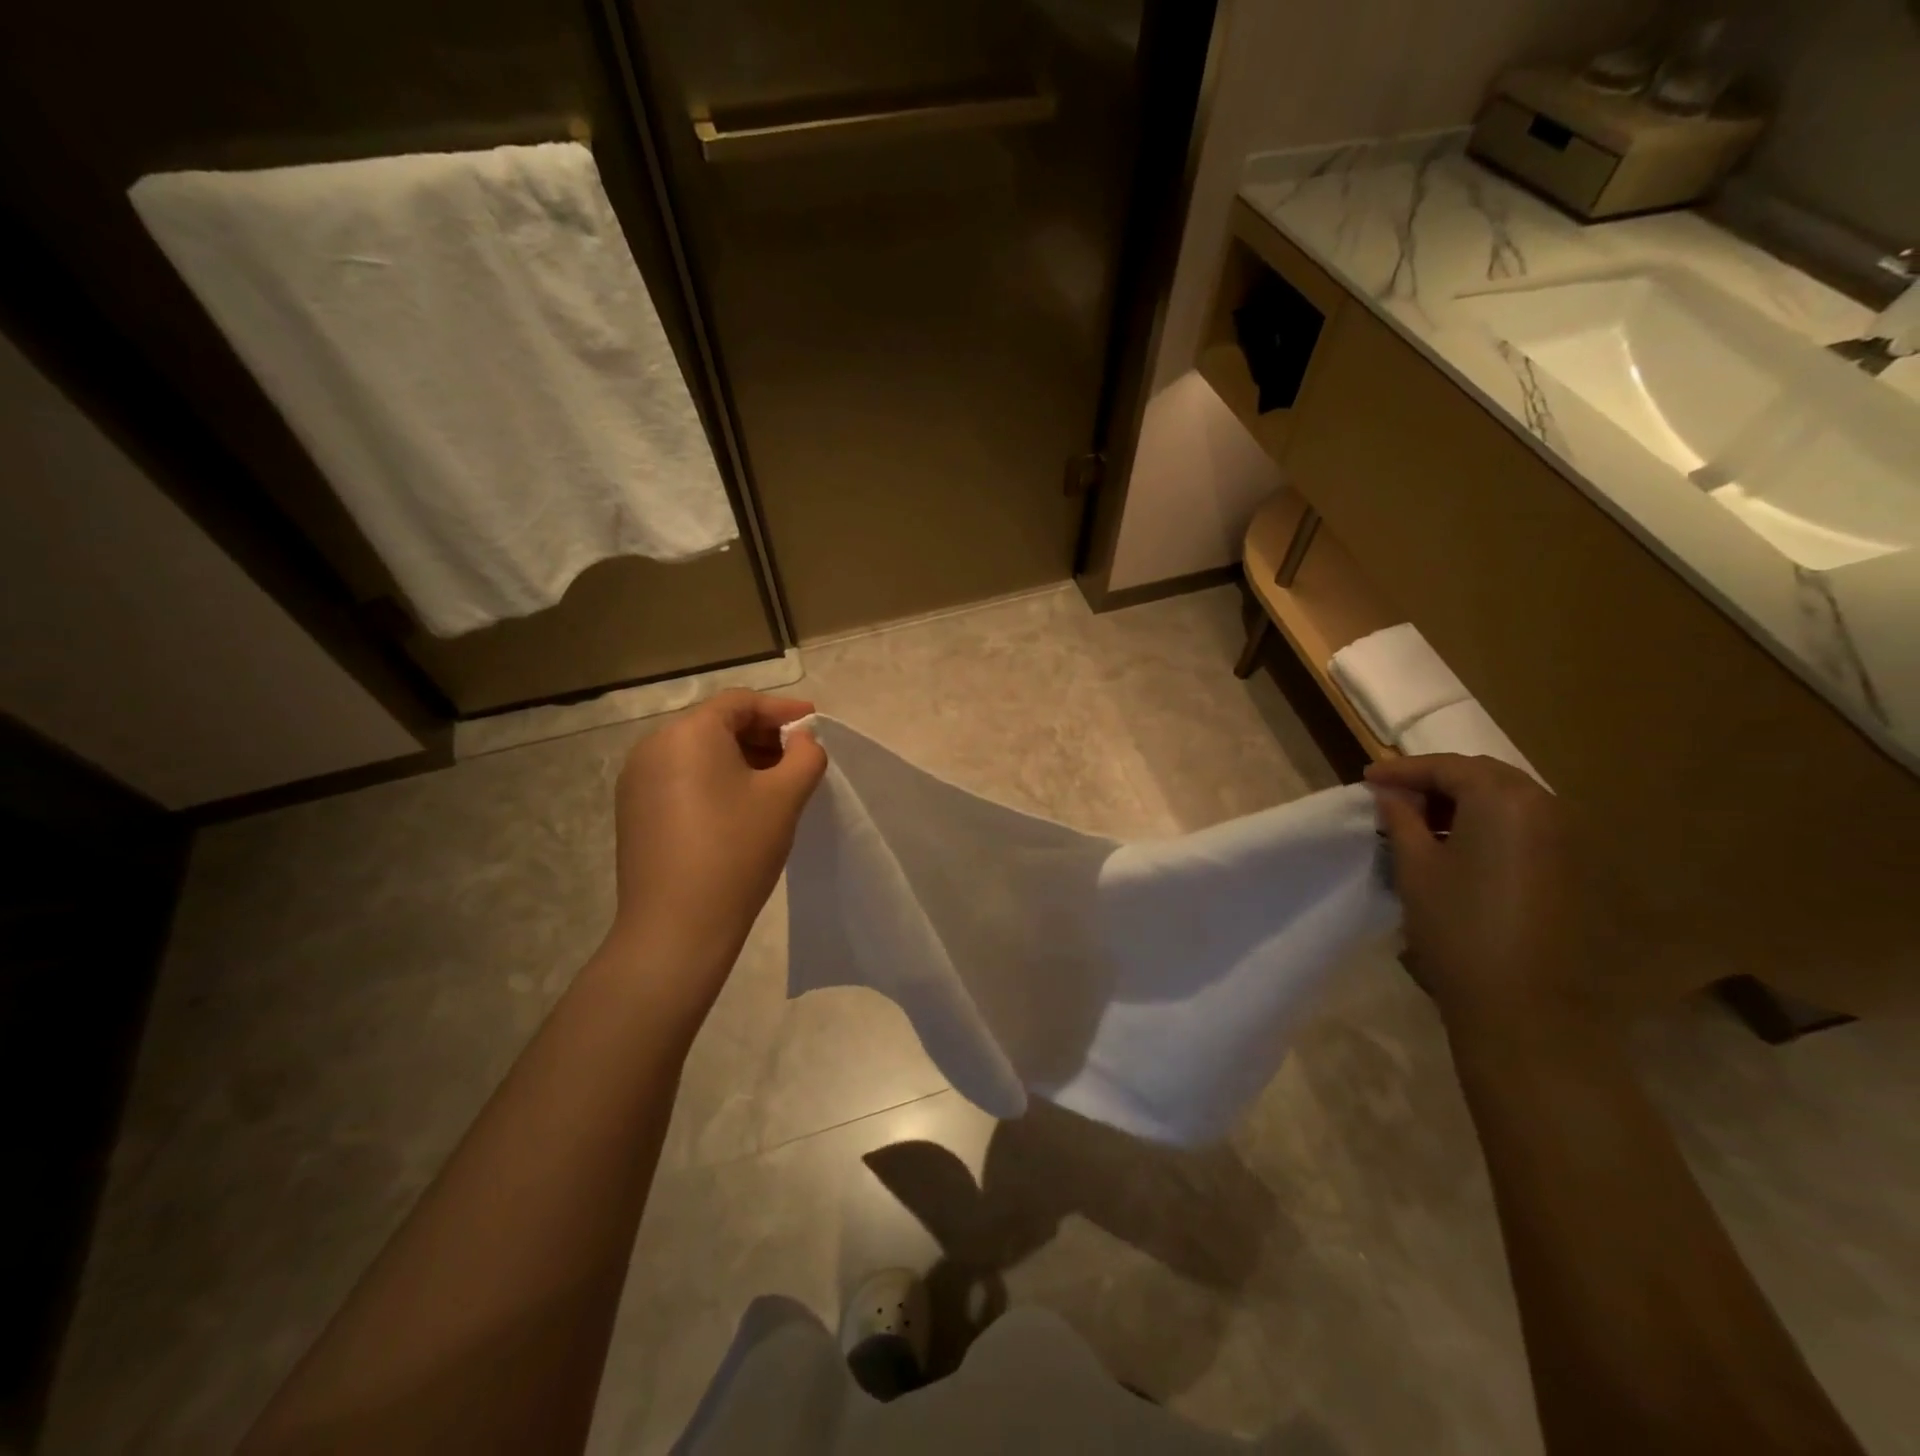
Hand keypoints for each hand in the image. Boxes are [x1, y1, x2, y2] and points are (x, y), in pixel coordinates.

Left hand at [607, 691, 826, 1003]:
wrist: (676, 928)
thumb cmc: (736, 851)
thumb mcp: (785, 798)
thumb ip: (805, 756)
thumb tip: (801, 740)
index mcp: (688, 733)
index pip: (741, 703)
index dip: (782, 710)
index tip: (814, 724)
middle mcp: (654, 746)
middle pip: (717, 724)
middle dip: (762, 734)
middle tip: (800, 756)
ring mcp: (637, 780)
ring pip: (698, 752)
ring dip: (740, 758)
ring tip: (775, 783)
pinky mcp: (634, 811)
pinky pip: (681, 778)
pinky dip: (715, 779)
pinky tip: (740, 807)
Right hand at [1366, 754, 1596, 1037]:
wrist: (1524, 1004)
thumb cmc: (1458, 926)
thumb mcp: (1415, 866)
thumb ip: (1401, 819)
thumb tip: (1391, 794)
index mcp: (1504, 800)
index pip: (1446, 766)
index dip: (1402, 770)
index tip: (1367, 779)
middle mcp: (1545, 808)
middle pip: (1483, 776)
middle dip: (1435, 780)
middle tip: (1393, 795)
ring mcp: (1567, 839)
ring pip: (1507, 800)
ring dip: (1463, 801)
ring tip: (1420, 820)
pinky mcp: (1572, 869)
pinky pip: (1524, 826)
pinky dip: (1487, 824)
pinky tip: (1457, 845)